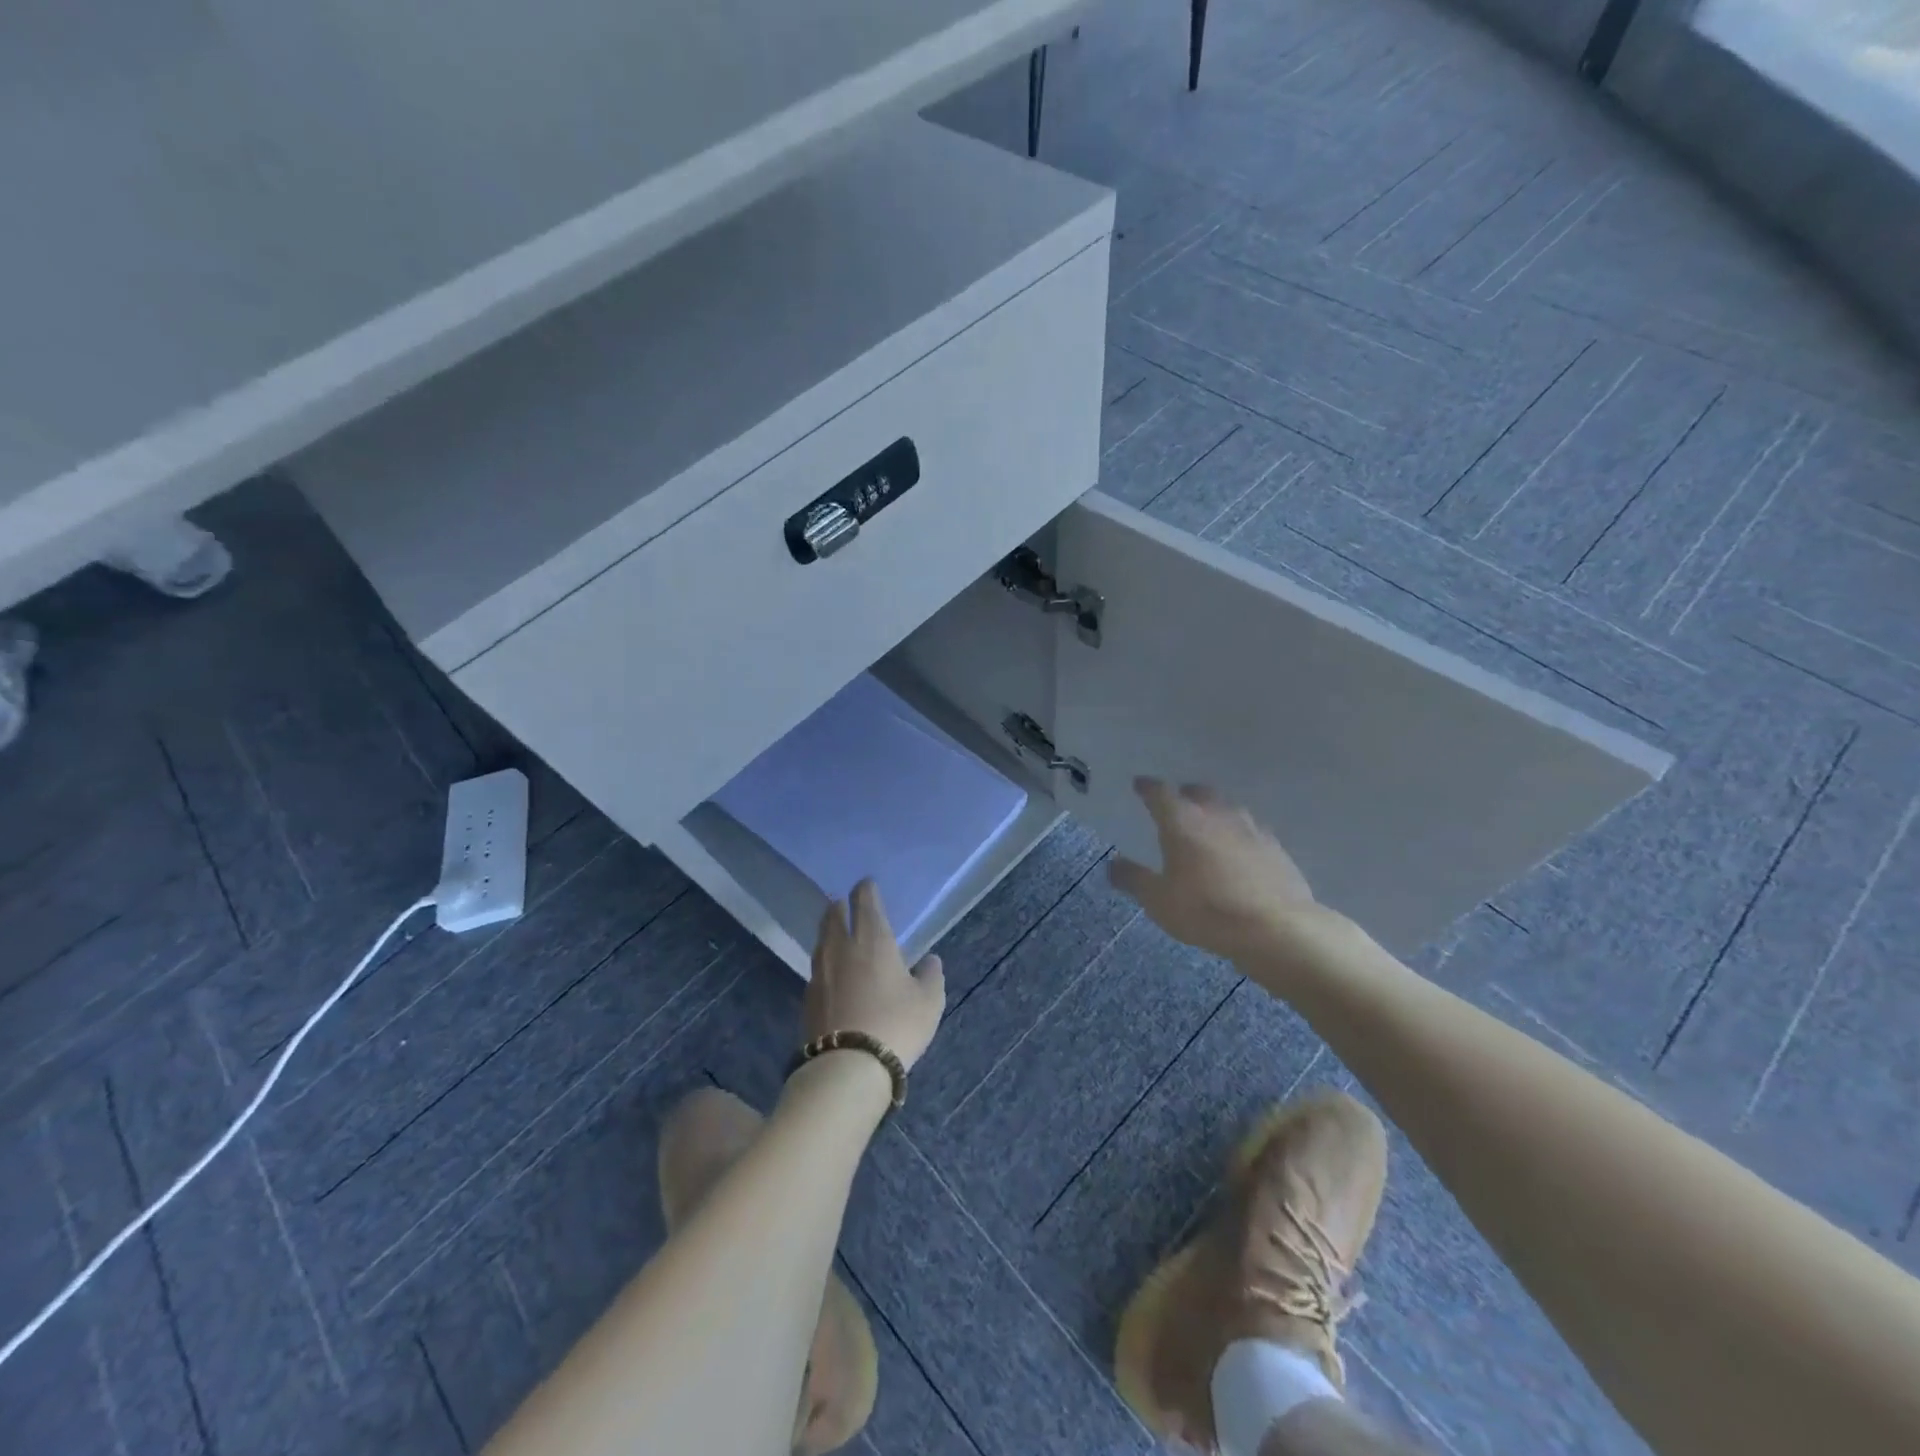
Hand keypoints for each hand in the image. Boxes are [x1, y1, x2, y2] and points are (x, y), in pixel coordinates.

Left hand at [806, 880, 945, 1069]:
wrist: (847, 1066)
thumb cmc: (896, 1025)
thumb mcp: (928, 1002)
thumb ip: (931, 976)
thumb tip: (930, 960)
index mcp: (873, 939)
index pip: (865, 901)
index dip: (866, 889)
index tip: (867, 884)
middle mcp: (842, 948)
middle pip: (834, 915)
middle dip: (840, 906)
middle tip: (844, 903)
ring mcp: (820, 972)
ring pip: (821, 940)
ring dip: (828, 930)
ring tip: (835, 930)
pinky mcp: (808, 997)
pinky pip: (816, 967)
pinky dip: (824, 960)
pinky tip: (831, 970)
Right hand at [1109, 778, 1329, 966]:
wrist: (1275, 928)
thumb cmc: (1206, 911)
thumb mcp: (1158, 900)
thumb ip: (1133, 879)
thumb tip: (1112, 863)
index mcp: (1182, 822)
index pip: (1159, 793)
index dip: (1147, 788)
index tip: (1139, 785)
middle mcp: (1216, 815)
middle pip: (1198, 792)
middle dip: (1184, 795)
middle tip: (1176, 805)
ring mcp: (1250, 828)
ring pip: (1227, 808)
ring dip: (1214, 811)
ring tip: (1207, 825)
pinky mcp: (1275, 847)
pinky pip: (1251, 830)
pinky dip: (1239, 833)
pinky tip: (1239, 850)